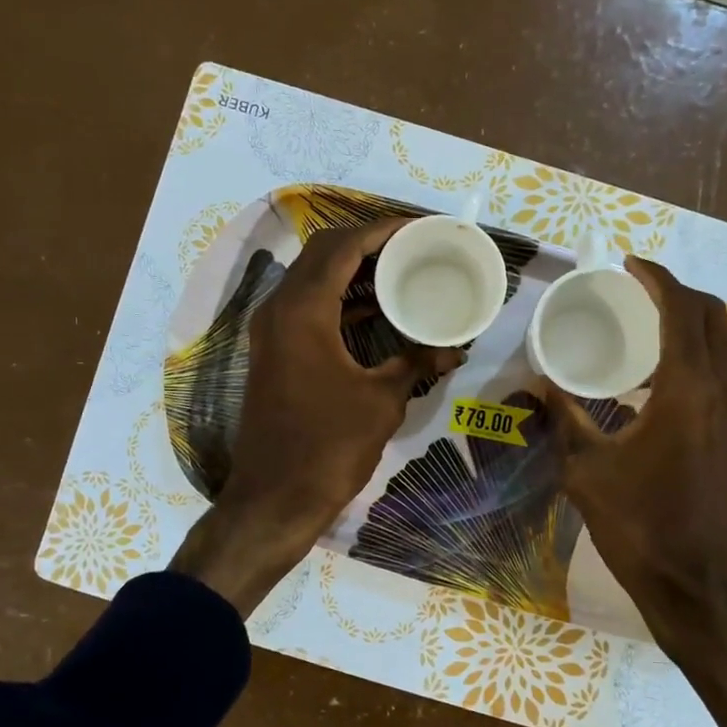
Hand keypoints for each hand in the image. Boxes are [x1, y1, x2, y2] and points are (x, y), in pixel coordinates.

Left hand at [170, 220, 462, 616]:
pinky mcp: (274, 353)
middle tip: (412, 248)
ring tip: (401, 273)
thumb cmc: (329, 447)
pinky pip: (308, 308)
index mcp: (303, 310)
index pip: (343, 246)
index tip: (420, 228)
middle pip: (323, 254)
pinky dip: (341, 301)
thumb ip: (416, 362)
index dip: (383, 230)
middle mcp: (280, 309)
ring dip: (353, 272)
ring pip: (313, 280)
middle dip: (368, 244)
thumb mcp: (382, 400)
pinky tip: (377, 312)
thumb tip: (455, 348)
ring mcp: (272, 331)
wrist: (274, 498)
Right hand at [545, 258, 726, 726]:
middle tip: (638, 293)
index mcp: (688, 387)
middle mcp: (726, 388)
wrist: (700, 587)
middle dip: (678, 292)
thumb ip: (563, 418)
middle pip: (714, 315)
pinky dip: (709, 352)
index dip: (656, 277)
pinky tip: (676, 376)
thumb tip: (538, 383)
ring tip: (655, 327)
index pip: (681, 307)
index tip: (629, 265)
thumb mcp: (587, 470)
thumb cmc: (640, 526)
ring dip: (698, 322)